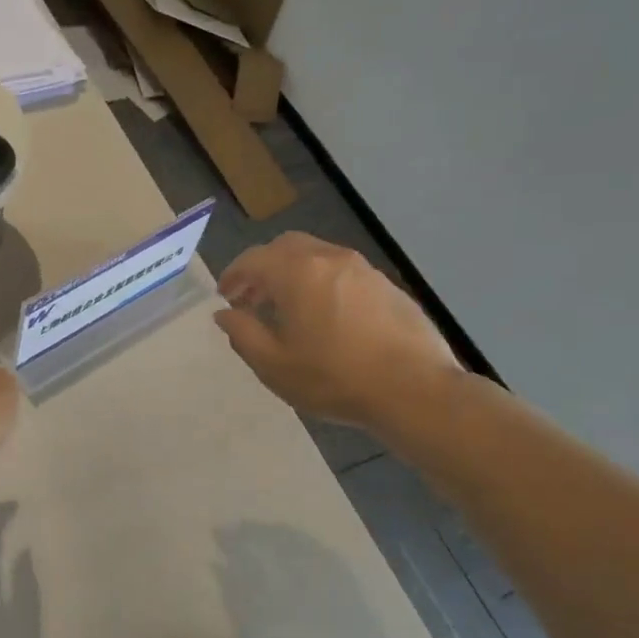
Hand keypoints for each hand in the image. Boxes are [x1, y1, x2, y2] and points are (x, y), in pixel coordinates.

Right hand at [214, 233, 460, 441]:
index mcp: (297, 272)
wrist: (413, 390)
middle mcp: (329, 259)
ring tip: (287, 309)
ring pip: (317, 257)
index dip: (233, 275)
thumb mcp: (273, 364)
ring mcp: (363, 269)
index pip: (253, 259)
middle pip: (286, 247)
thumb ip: (242, 333)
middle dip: (263, 268)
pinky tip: (325, 317)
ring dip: (293, 274)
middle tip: (252, 298)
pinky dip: (322, 283)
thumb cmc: (334, 378)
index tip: (225, 296)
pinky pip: (343, 273)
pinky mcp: (387, 286)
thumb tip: (225, 313)